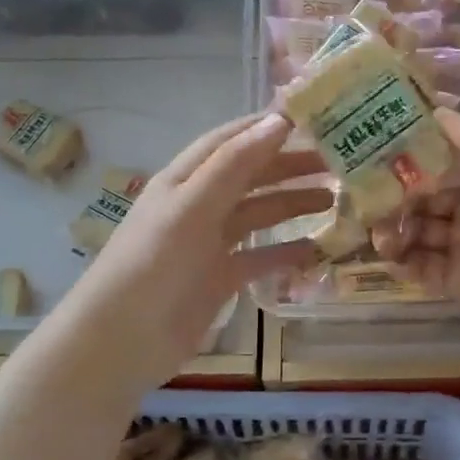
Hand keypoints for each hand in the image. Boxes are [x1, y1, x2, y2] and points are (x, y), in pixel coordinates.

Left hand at [60, 114, 325, 380]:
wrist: (123, 342)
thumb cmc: (154, 264)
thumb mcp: (192, 207)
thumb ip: (235, 164)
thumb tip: (279, 120)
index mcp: (185, 178)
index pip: (230, 140)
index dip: (266, 126)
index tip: (312, 117)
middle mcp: (199, 204)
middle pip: (251, 175)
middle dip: (290, 165)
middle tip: (336, 162)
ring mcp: (210, 243)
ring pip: (259, 213)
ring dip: (293, 203)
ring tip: (334, 198)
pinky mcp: (220, 278)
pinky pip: (261, 256)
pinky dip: (287, 250)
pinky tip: (317, 248)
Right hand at [374, 109, 459, 368]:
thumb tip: (440, 111)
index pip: (450, 155)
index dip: (418, 148)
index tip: (380, 141)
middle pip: (429, 192)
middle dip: (400, 190)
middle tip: (368, 193)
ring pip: (421, 229)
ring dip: (397, 226)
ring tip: (378, 231)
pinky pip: (424, 267)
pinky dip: (405, 260)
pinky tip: (390, 256)